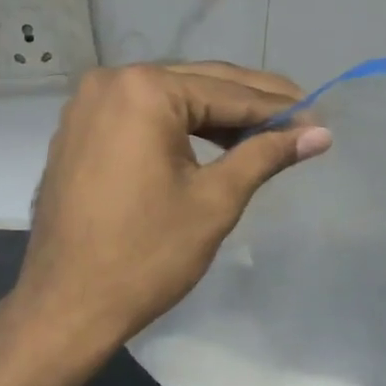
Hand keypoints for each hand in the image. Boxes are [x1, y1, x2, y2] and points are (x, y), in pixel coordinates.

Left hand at [9, 62, 330, 348]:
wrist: (66, 304)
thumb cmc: (146, 255)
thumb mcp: (214, 201)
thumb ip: (265, 156)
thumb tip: (318, 134)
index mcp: (144, 90)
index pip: (227, 92)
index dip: (278, 109)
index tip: (319, 122)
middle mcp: (110, 82)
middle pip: (197, 85)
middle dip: (249, 105)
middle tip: (301, 120)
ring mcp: (88, 105)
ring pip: (168, 100)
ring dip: (214, 115)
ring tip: (263, 136)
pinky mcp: (79, 131)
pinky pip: (139, 117)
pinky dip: (177, 128)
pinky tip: (211, 145)